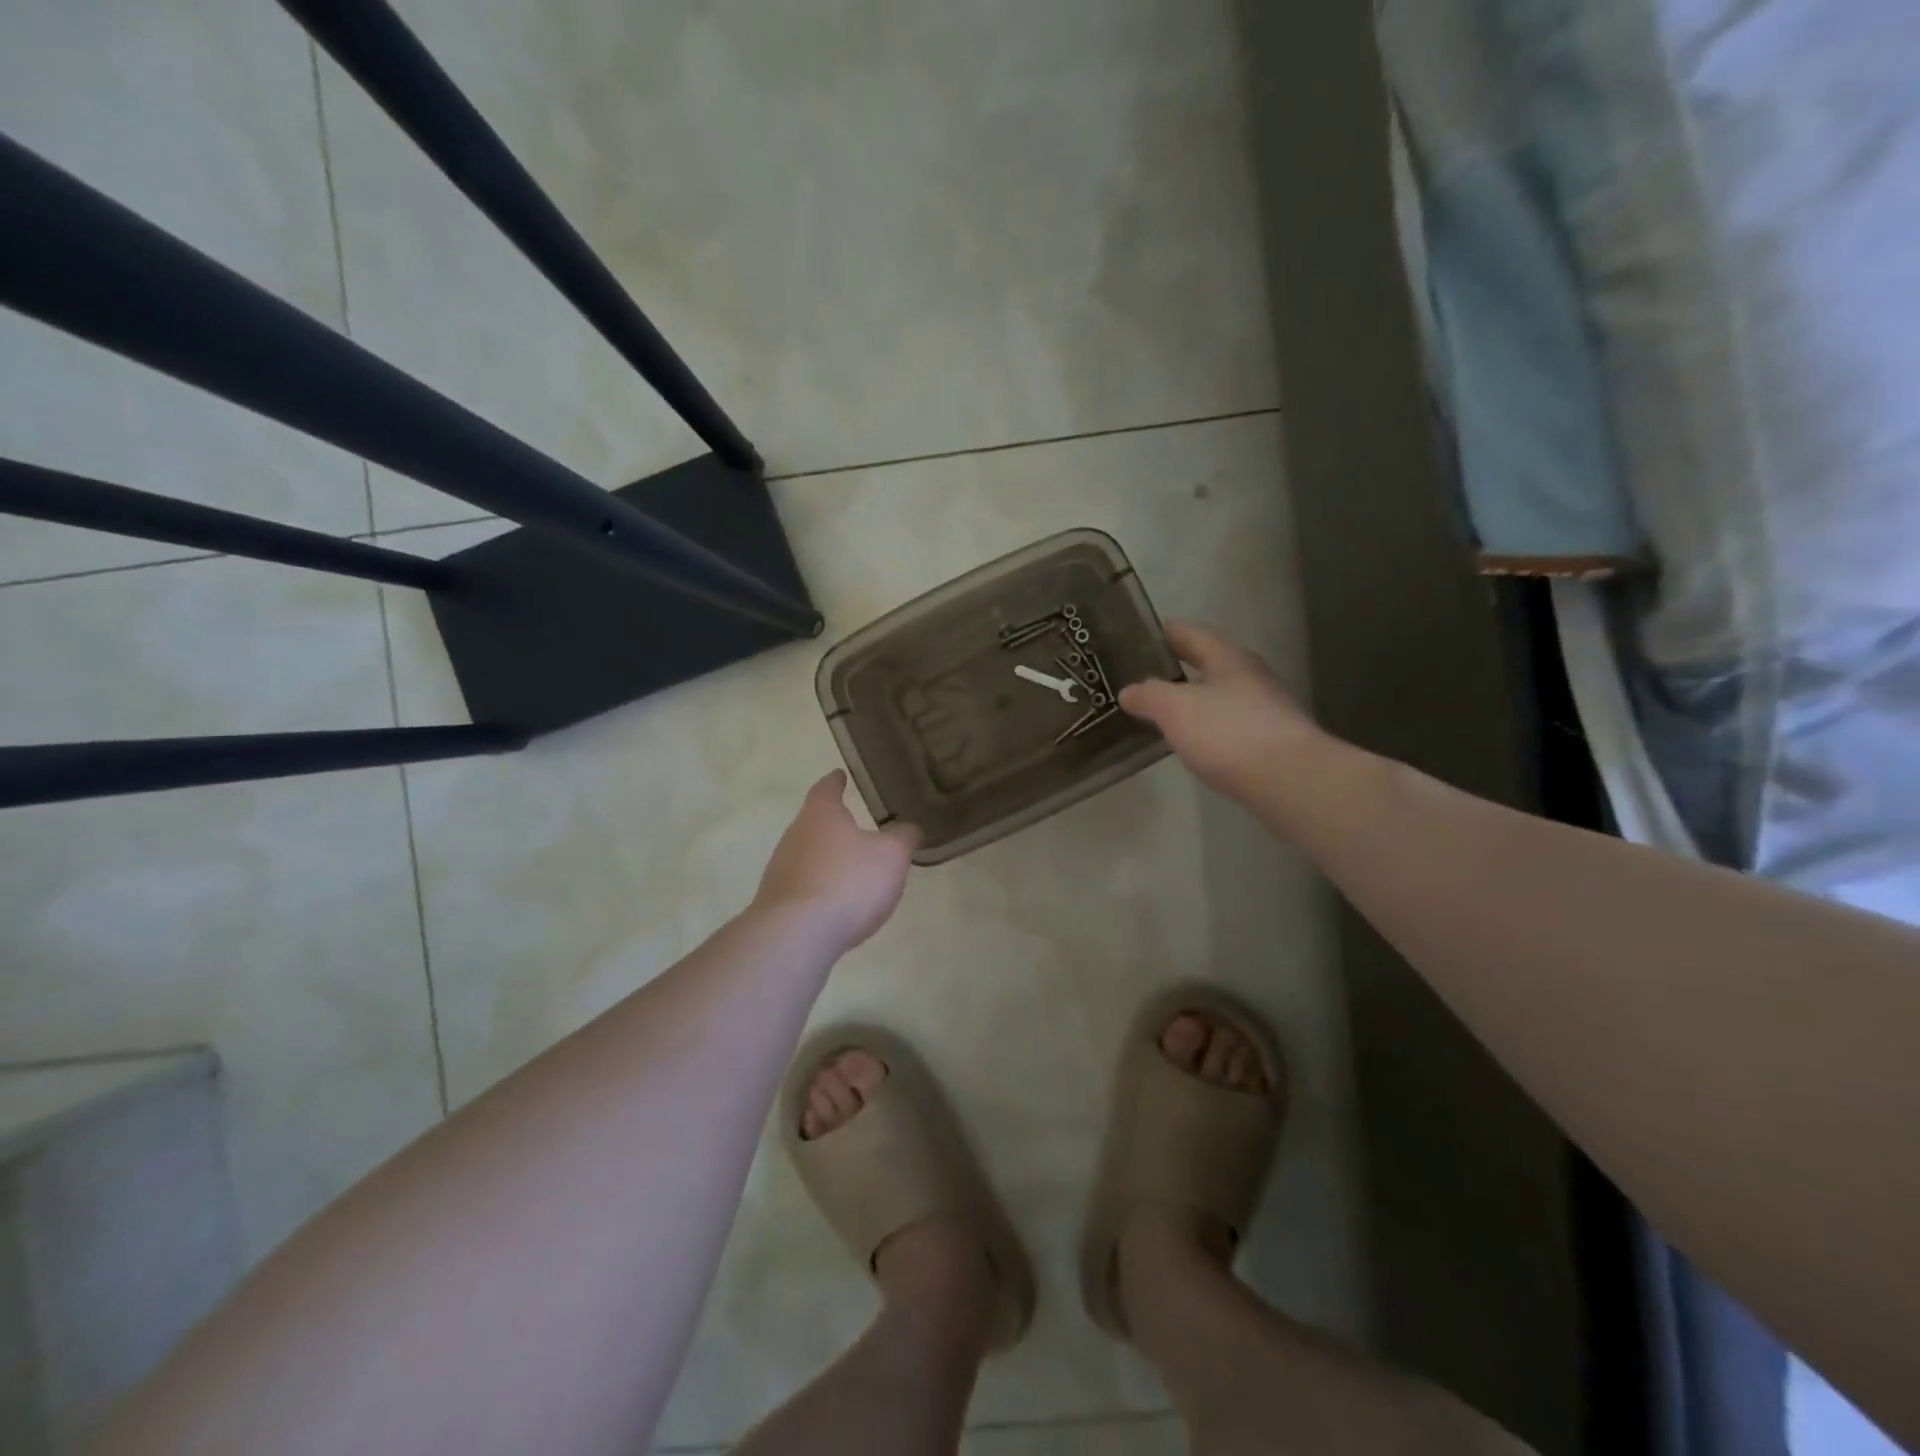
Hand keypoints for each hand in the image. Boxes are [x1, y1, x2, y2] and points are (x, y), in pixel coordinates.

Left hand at [753, 771, 919, 952]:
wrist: (796, 935)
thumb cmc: (848, 881)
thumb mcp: (891, 855)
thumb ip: (903, 838)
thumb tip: (909, 828)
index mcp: (821, 814)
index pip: (827, 788)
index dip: (836, 781)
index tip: (840, 775)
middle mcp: (794, 835)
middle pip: (814, 823)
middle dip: (834, 825)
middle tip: (856, 827)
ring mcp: (781, 870)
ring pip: (808, 856)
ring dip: (828, 859)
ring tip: (852, 869)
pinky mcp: (776, 903)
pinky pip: (804, 886)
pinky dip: (821, 888)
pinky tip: (837, 903)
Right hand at [1119, 621, 1321, 801]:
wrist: (1288, 780)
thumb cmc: (1228, 732)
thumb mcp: (1175, 709)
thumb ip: (1149, 695)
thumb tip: (1128, 691)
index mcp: (1229, 658)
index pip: (1192, 634)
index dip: (1166, 633)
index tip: (1140, 636)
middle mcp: (1250, 677)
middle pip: (1209, 664)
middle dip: (1178, 669)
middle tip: (1145, 676)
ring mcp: (1265, 710)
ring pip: (1220, 696)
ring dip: (1193, 700)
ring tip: (1162, 711)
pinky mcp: (1269, 742)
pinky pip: (1228, 725)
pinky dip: (1207, 727)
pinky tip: (1192, 742)